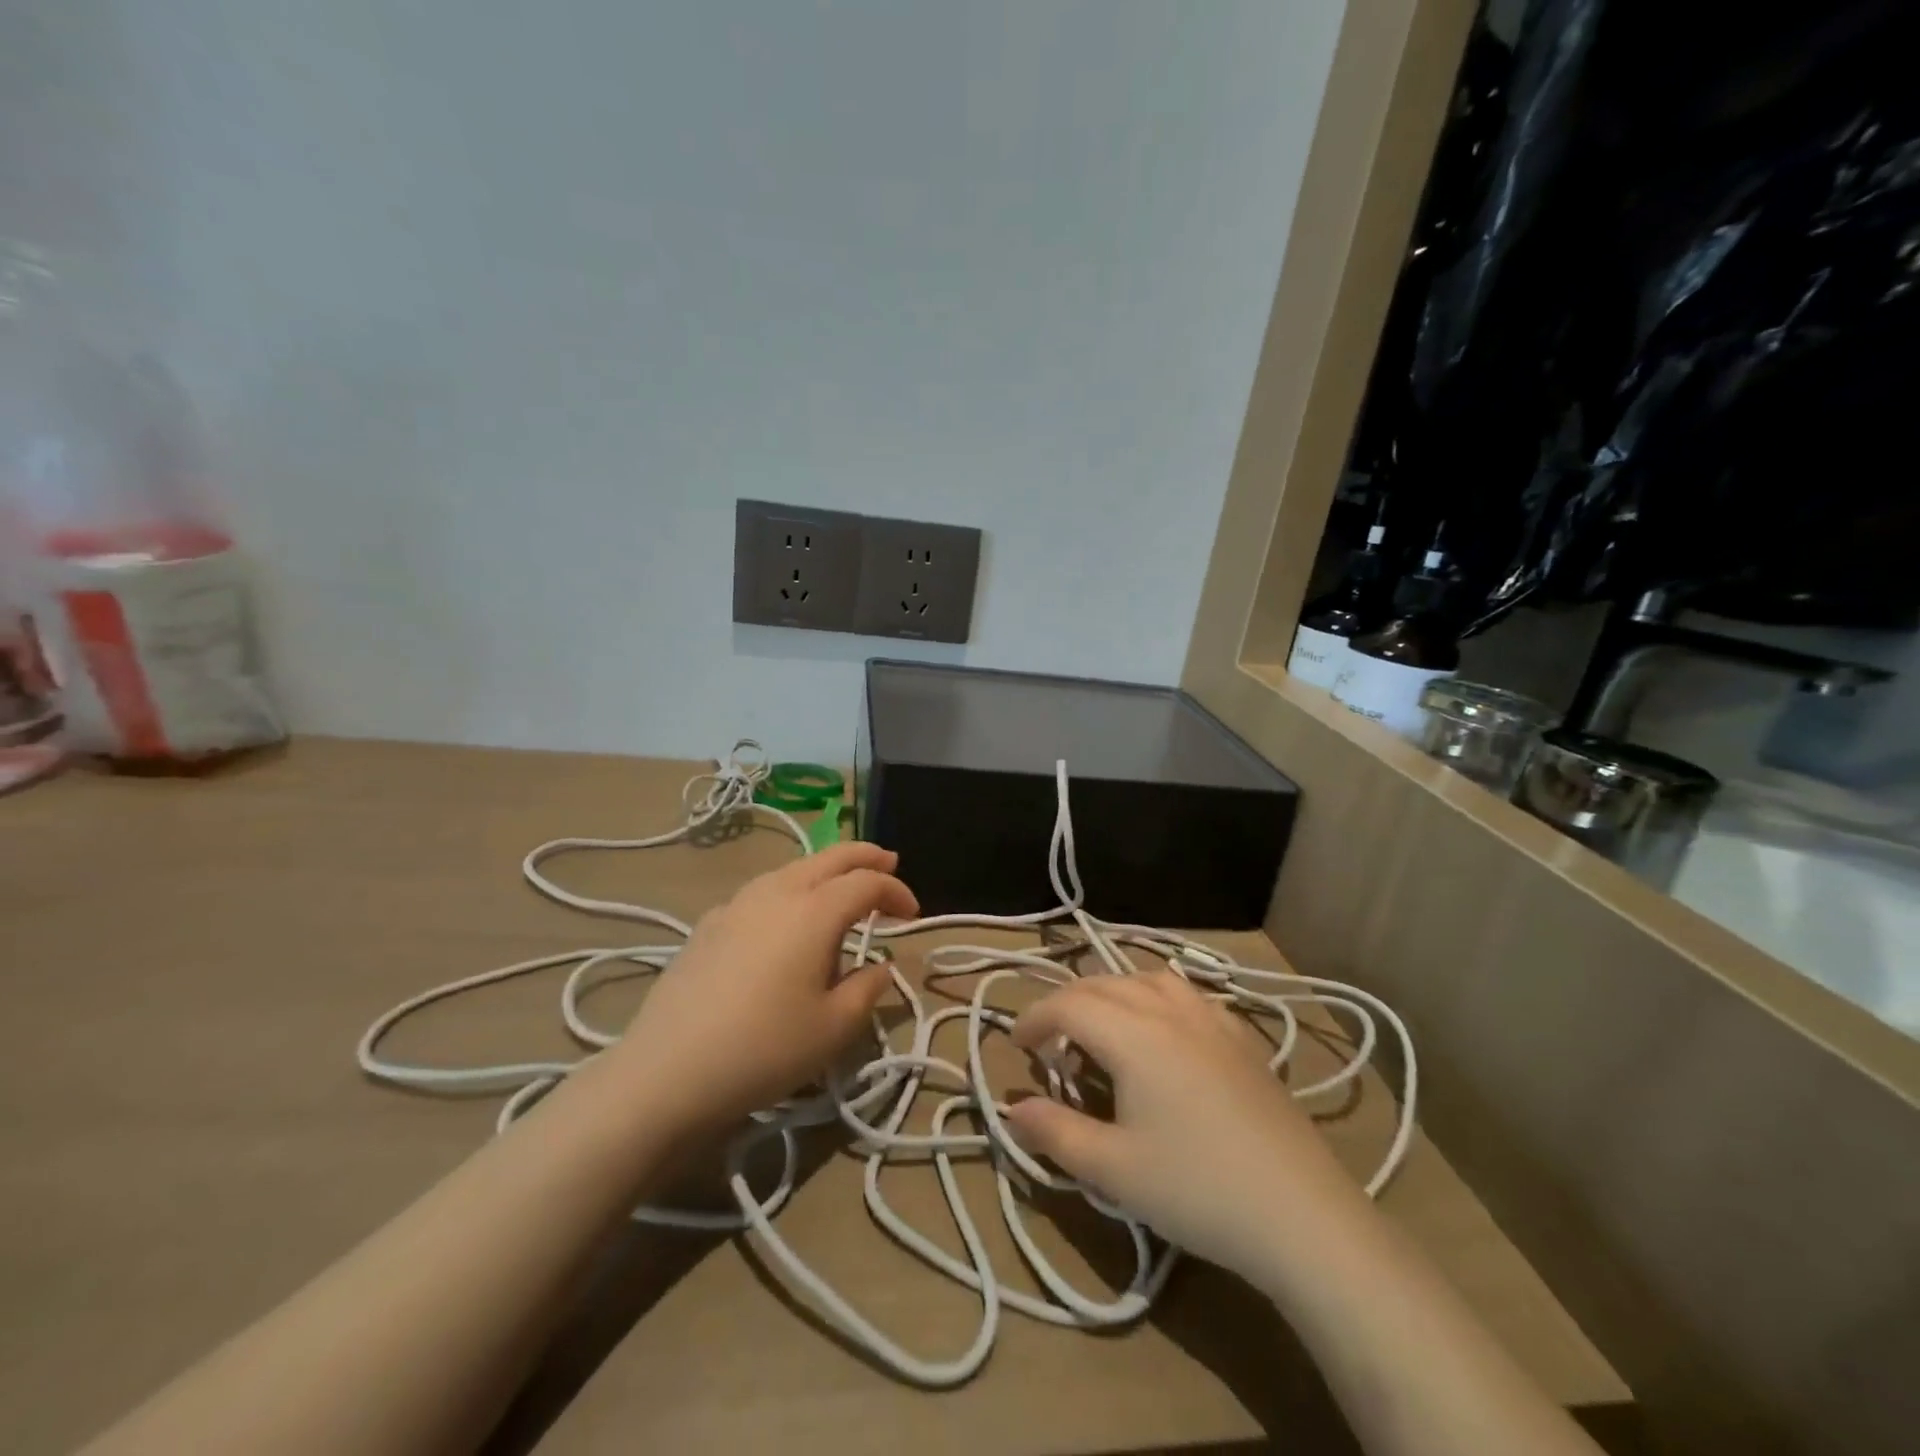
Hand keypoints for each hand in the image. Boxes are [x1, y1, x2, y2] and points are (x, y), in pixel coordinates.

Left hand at [610, 842, 916, 1135]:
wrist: (667, 1071)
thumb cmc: (763, 1049)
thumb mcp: (833, 1028)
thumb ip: (867, 989)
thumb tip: (880, 967)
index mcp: (814, 911)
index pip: (866, 883)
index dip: (896, 892)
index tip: (913, 916)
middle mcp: (776, 892)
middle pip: (829, 857)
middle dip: (864, 857)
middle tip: (889, 863)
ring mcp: (737, 904)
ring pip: (792, 869)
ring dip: (824, 871)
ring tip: (840, 890)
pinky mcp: (708, 924)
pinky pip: (762, 892)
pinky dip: (789, 891)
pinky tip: (784, 921)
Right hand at [1005, 971, 1362, 1279]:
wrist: (1302, 1215)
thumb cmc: (1197, 1190)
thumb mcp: (1112, 1169)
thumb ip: (1055, 1131)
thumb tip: (1012, 1108)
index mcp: (1132, 1034)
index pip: (1068, 1005)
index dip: (1034, 1018)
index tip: (1016, 1046)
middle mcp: (1169, 1010)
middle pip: (1104, 984)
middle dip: (1067, 1004)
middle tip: (1051, 1043)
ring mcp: (1212, 1019)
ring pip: (1148, 979)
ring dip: (1113, 993)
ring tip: (1104, 1028)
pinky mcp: (1243, 1037)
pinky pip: (1188, 995)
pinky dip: (1157, 998)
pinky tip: (1164, 1034)